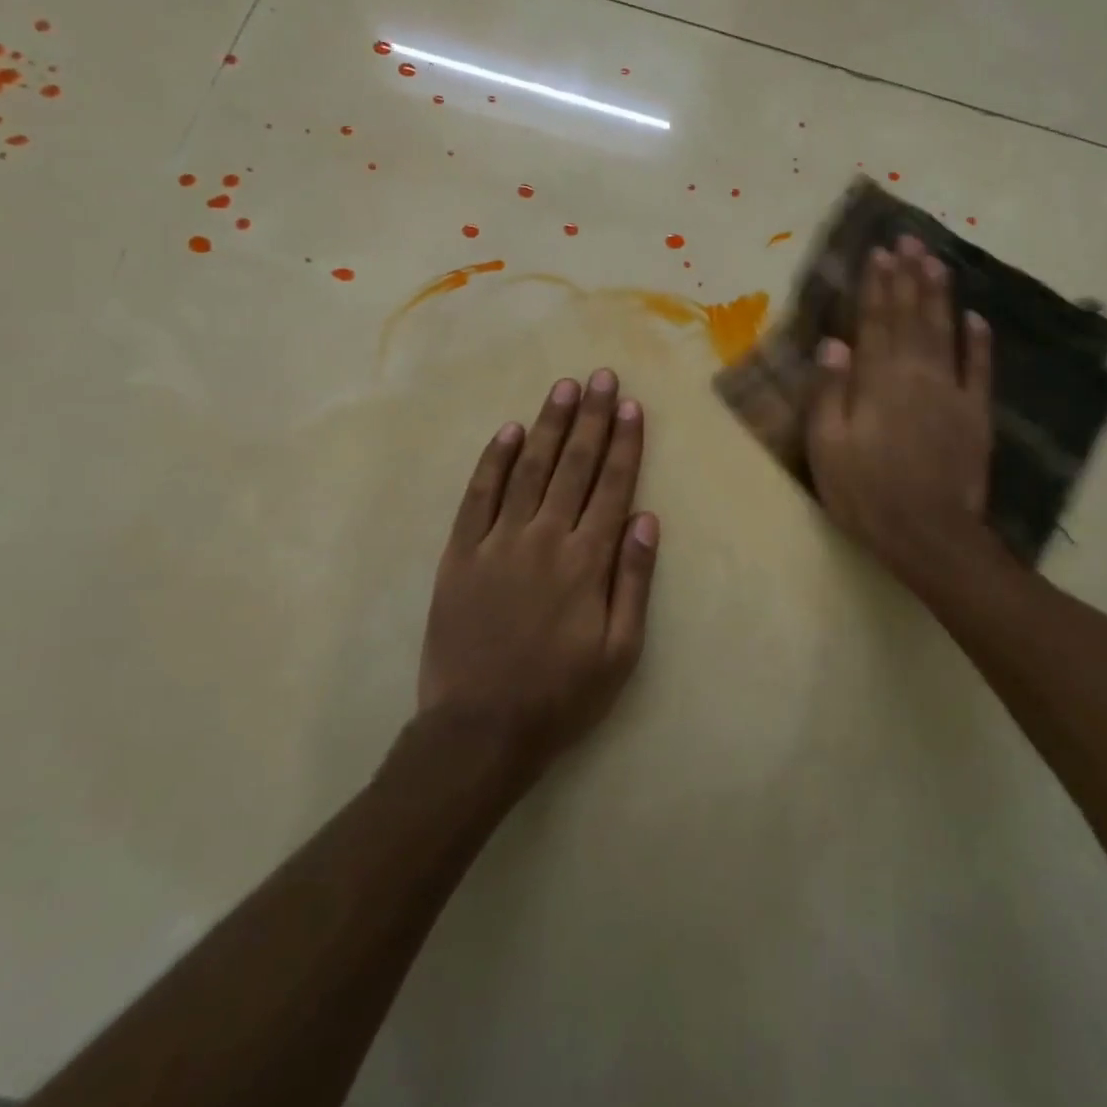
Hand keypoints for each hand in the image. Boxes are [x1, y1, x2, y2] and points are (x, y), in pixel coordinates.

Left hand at [418, 369, 660, 773]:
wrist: (480, 729)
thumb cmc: (562, 695)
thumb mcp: (620, 650)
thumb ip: (634, 580)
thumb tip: (647, 519)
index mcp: (586, 562)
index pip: (611, 487)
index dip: (623, 444)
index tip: (630, 406)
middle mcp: (543, 539)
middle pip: (573, 466)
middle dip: (590, 418)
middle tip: (600, 377)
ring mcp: (497, 543)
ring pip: (528, 470)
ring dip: (547, 426)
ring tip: (563, 388)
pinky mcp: (459, 555)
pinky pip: (477, 497)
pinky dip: (493, 461)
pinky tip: (508, 432)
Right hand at [807, 237, 994, 591]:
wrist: (927, 533)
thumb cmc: (865, 494)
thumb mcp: (827, 447)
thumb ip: (829, 392)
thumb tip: (834, 343)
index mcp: (877, 382)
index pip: (876, 322)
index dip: (876, 286)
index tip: (878, 253)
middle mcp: (916, 375)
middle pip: (912, 317)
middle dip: (909, 276)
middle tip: (910, 240)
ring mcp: (951, 393)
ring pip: (945, 332)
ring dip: (940, 295)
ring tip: (937, 261)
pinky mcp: (976, 415)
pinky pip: (979, 370)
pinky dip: (979, 342)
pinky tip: (977, 318)